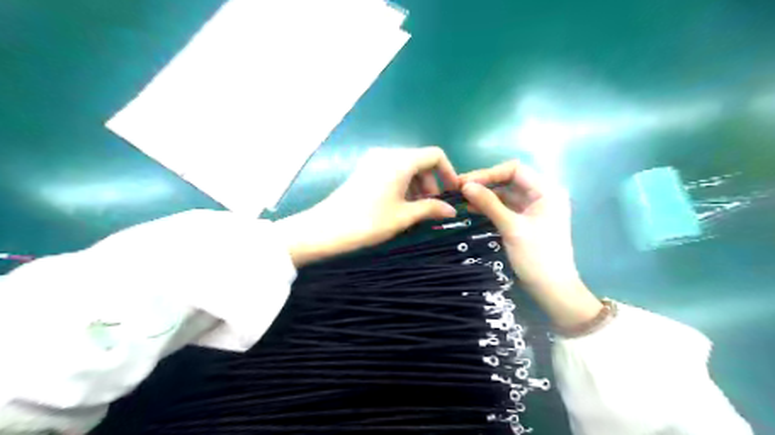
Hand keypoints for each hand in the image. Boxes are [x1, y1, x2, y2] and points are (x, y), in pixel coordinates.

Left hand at [280, 149, 454, 265]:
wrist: (325, 229)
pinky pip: (391, 171)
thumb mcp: (404, 216)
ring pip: (405, 167)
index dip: (448, 172)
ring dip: (417, 185)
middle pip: (419, 160)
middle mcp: (387, 154)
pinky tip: (400, 205)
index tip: (451, 193)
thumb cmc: (369, 221)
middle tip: (431, 207)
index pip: (435, 155)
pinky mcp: (364, 170)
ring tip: (416, 210)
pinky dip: (402, 185)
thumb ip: (430, 209)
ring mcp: (373, 161)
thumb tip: (451, 209)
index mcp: (400, 161)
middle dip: (431, 182)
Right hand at [456, 161, 600, 327]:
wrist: (552, 289)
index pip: (515, 170)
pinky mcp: (526, 220)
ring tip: (462, 199)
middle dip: (485, 183)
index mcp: (547, 191)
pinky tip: (472, 208)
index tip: (465, 182)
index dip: (489, 173)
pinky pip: (506, 207)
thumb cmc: (537, 257)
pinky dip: (490, 207)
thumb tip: (465, 186)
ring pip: (505, 194)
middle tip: (459, 189)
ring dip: (485, 195)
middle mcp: (542, 194)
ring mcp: (533, 208)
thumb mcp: (511, 228)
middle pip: (509, 180)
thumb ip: (489, 204)